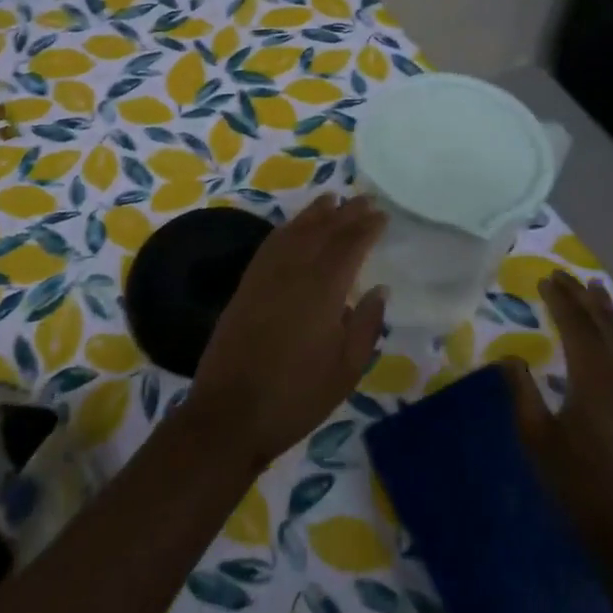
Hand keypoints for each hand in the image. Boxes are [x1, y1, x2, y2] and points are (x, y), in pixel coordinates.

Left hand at [184, 194, 388, 470]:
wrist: (230, 412)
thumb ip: (366, 324)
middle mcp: (293, 271)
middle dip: (345, 213)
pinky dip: (287, 229)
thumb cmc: (297, 396)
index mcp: (323, 289)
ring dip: (314, 213)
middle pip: (322, 231)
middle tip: (364, 200)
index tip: (382, 215)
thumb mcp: (346, 369)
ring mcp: (265, 275)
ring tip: (332, 199)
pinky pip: (270, 244)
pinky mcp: (246, 285)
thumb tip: (379, 289)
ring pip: (293, 231)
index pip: (349, 245)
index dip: (367, 227)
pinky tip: (293, 227)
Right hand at [503, 270, 612, 568]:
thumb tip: (510, 358)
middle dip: (582, 298)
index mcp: (592, 380)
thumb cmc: (577, 484)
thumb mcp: (537, 438)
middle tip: (563, 275)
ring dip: (606, 313)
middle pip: (602, 327)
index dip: (560, 301)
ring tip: (595, 290)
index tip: (545, 279)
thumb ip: (523, 393)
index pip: (576, 327)